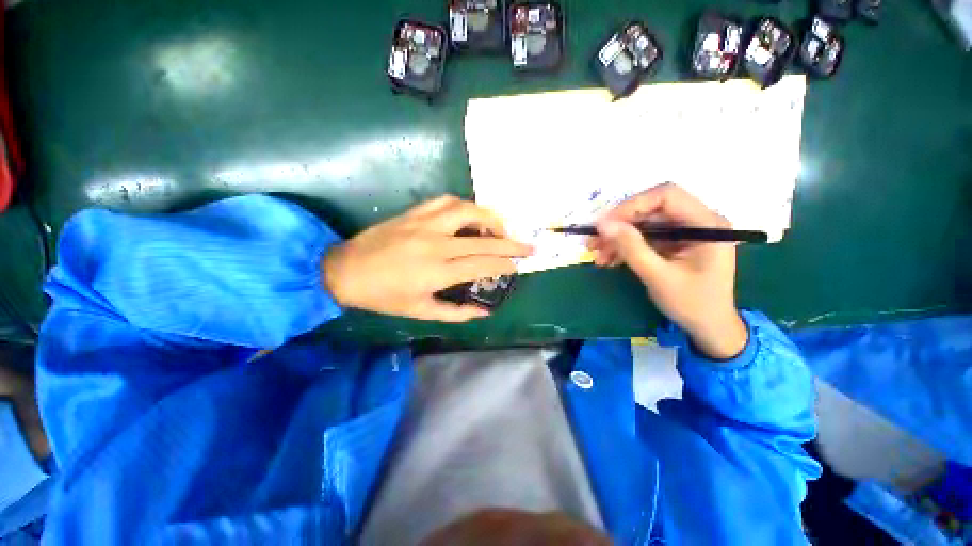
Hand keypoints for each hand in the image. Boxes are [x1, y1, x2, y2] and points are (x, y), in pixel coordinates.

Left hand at [323, 195, 531, 322]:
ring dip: (491, 218)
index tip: (517, 266)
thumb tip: (484, 311)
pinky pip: (446, 201)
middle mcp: (436, 244)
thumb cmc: (383, 297)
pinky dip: (464, 206)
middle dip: (511, 243)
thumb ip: (456, 313)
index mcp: (437, 272)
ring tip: (501, 228)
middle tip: (529, 246)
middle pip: (484, 240)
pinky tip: (470, 215)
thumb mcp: (420, 312)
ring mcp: (424, 224)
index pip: (483, 264)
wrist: (345, 271)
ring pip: (468, 211)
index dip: (504, 265)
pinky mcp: (414, 213)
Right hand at [589, 183, 747, 359]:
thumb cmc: (692, 304)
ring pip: (644, 225)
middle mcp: (697, 221)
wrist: (710, 328)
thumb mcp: (658, 276)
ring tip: (596, 255)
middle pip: (651, 210)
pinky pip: (645, 239)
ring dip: (618, 239)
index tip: (605, 224)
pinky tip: (608, 260)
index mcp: (705, 224)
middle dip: (619, 225)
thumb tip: (603, 224)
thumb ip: (631, 248)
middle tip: (593, 241)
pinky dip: (625, 248)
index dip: (632, 206)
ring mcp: (685, 233)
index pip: (666, 196)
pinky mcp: (675, 244)